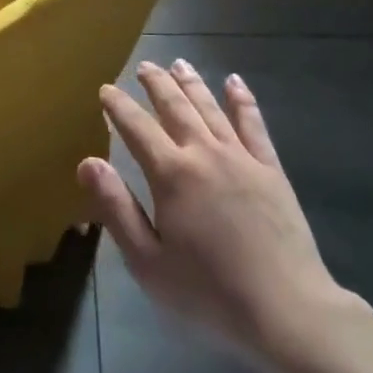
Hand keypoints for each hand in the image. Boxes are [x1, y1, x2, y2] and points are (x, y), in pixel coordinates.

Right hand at [81, 61, 348, 368]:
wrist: (285, 309)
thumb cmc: (207, 292)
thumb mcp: (147, 261)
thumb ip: (116, 208)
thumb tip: (87, 161)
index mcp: (171, 174)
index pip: (137, 128)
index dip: (118, 107)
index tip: (106, 90)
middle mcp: (204, 153)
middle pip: (175, 107)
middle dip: (156, 84)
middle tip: (143, 66)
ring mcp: (241, 157)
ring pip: (211, 107)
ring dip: (192, 83)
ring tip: (179, 63)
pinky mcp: (271, 169)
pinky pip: (254, 124)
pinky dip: (242, 100)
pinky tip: (234, 82)